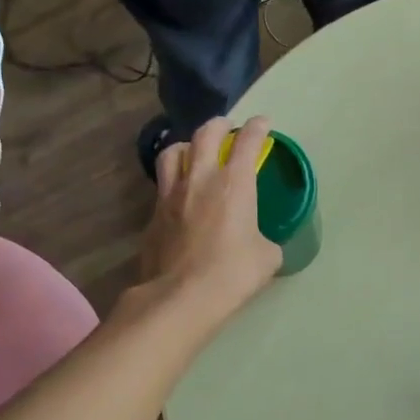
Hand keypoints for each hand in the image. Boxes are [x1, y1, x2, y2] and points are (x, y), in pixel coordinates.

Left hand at [139, 116, 282, 321]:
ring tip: (194, 151)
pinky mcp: (153, 215)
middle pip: (205, 135)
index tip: (262, 123)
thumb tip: (261, 244)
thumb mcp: (267, 257)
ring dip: (187, 145)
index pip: (248, 143)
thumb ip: (265, 241)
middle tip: (227, 127)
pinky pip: (162, 184)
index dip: (257, 128)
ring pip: (173, 152)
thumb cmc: (233, 273)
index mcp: (234, 183)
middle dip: (219, 125)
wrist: (181, 296)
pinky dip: (174, 179)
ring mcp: (171, 195)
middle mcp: (200, 179)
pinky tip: (180, 192)